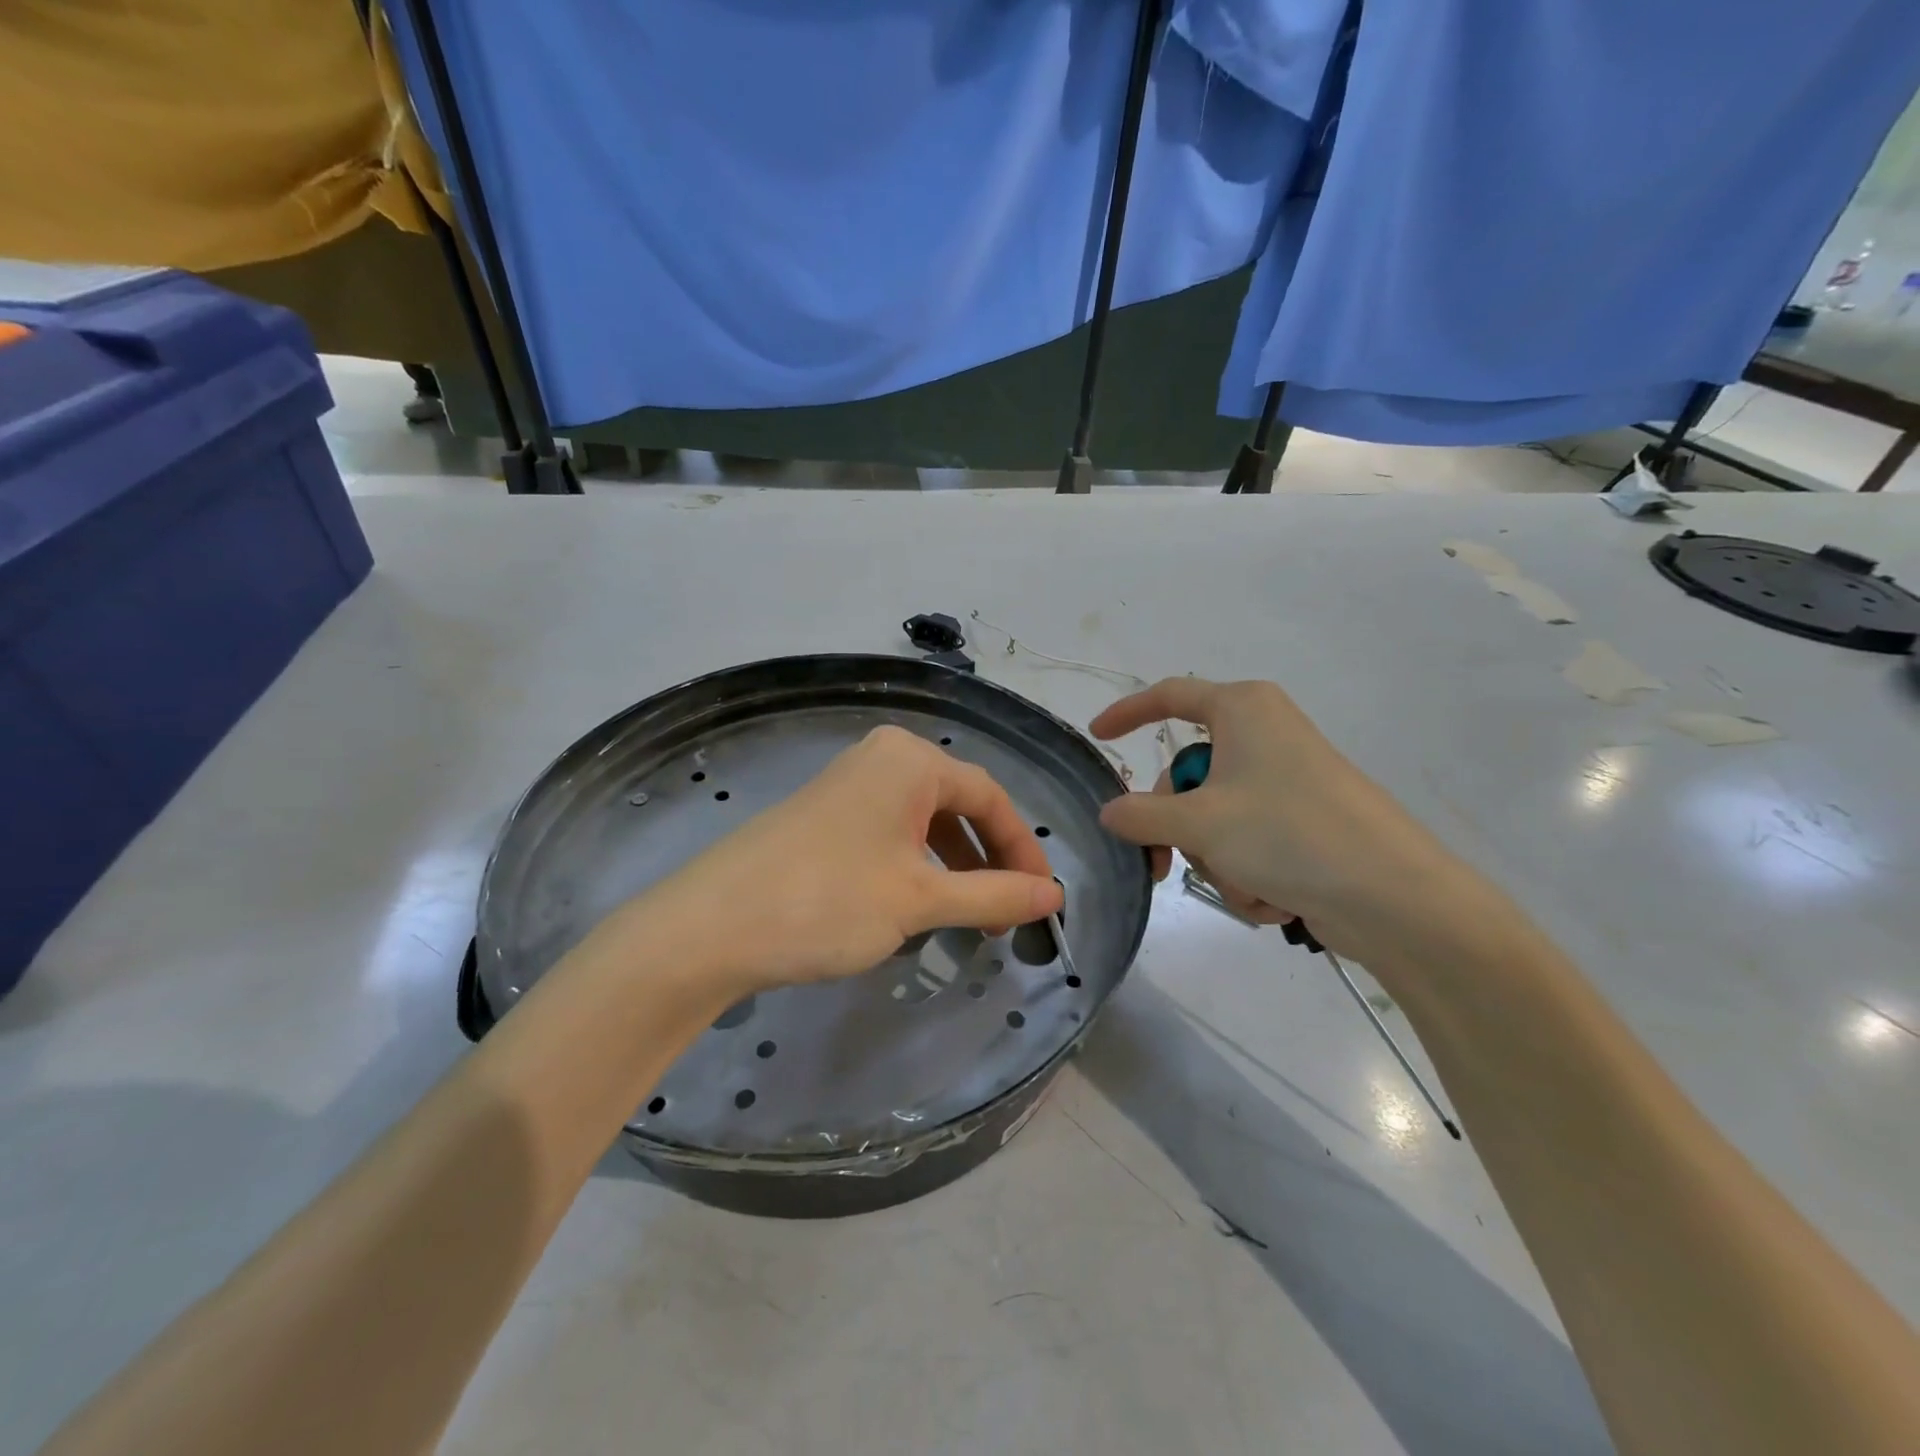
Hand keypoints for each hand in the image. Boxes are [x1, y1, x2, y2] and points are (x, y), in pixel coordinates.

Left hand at [635, 726, 1063, 996]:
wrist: (710, 927)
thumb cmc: (828, 901)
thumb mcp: (921, 901)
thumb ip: (994, 896)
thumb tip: (1053, 896)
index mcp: (910, 759)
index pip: (990, 796)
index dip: (1022, 848)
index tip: (1041, 899)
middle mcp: (881, 758)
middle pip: (957, 805)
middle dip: (987, 860)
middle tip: (1005, 916)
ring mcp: (848, 784)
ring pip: (923, 822)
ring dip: (953, 868)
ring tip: (966, 919)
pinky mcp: (824, 814)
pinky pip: (890, 832)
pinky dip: (915, 867)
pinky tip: (916, 906)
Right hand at [1090, 678, 1474, 959]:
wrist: (1394, 897)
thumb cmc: (1287, 834)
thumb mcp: (1199, 823)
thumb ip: (1140, 815)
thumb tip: (1110, 812)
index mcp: (1243, 710)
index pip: (1170, 696)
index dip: (1128, 712)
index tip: (1098, 735)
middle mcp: (1265, 735)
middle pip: (1190, 773)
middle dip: (1176, 826)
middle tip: (1163, 865)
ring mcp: (1288, 780)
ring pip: (1217, 815)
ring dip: (1216, 858)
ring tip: (1245, 885)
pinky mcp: (1307, 821)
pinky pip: (1250, 840)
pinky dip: (1248, 871)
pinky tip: (1273, 897)